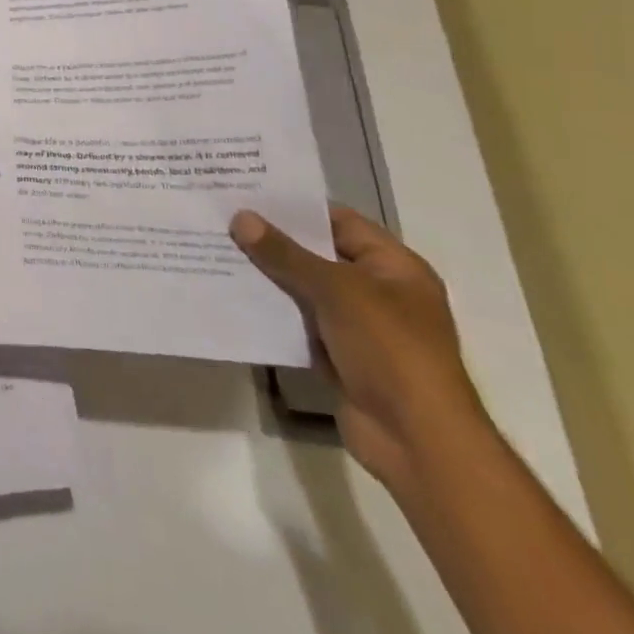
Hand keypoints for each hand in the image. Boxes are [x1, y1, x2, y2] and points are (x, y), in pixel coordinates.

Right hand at [231, 204, 489, 499]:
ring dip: (266, 274)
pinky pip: (296, 321)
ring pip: (302, 287)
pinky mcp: (336, 354)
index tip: (246, 191)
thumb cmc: (391, 351)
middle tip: (221, 216)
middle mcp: (377, 290)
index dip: (295, 206)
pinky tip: (228, 293)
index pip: (338, 220)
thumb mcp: (337, 291)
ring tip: (215, 248)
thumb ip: (286, 254)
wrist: (418, 442)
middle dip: (272, 239)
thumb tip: (241, 218)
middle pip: (317, 253)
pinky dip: (268, 309)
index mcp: (394, 267)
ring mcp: (357, 325)